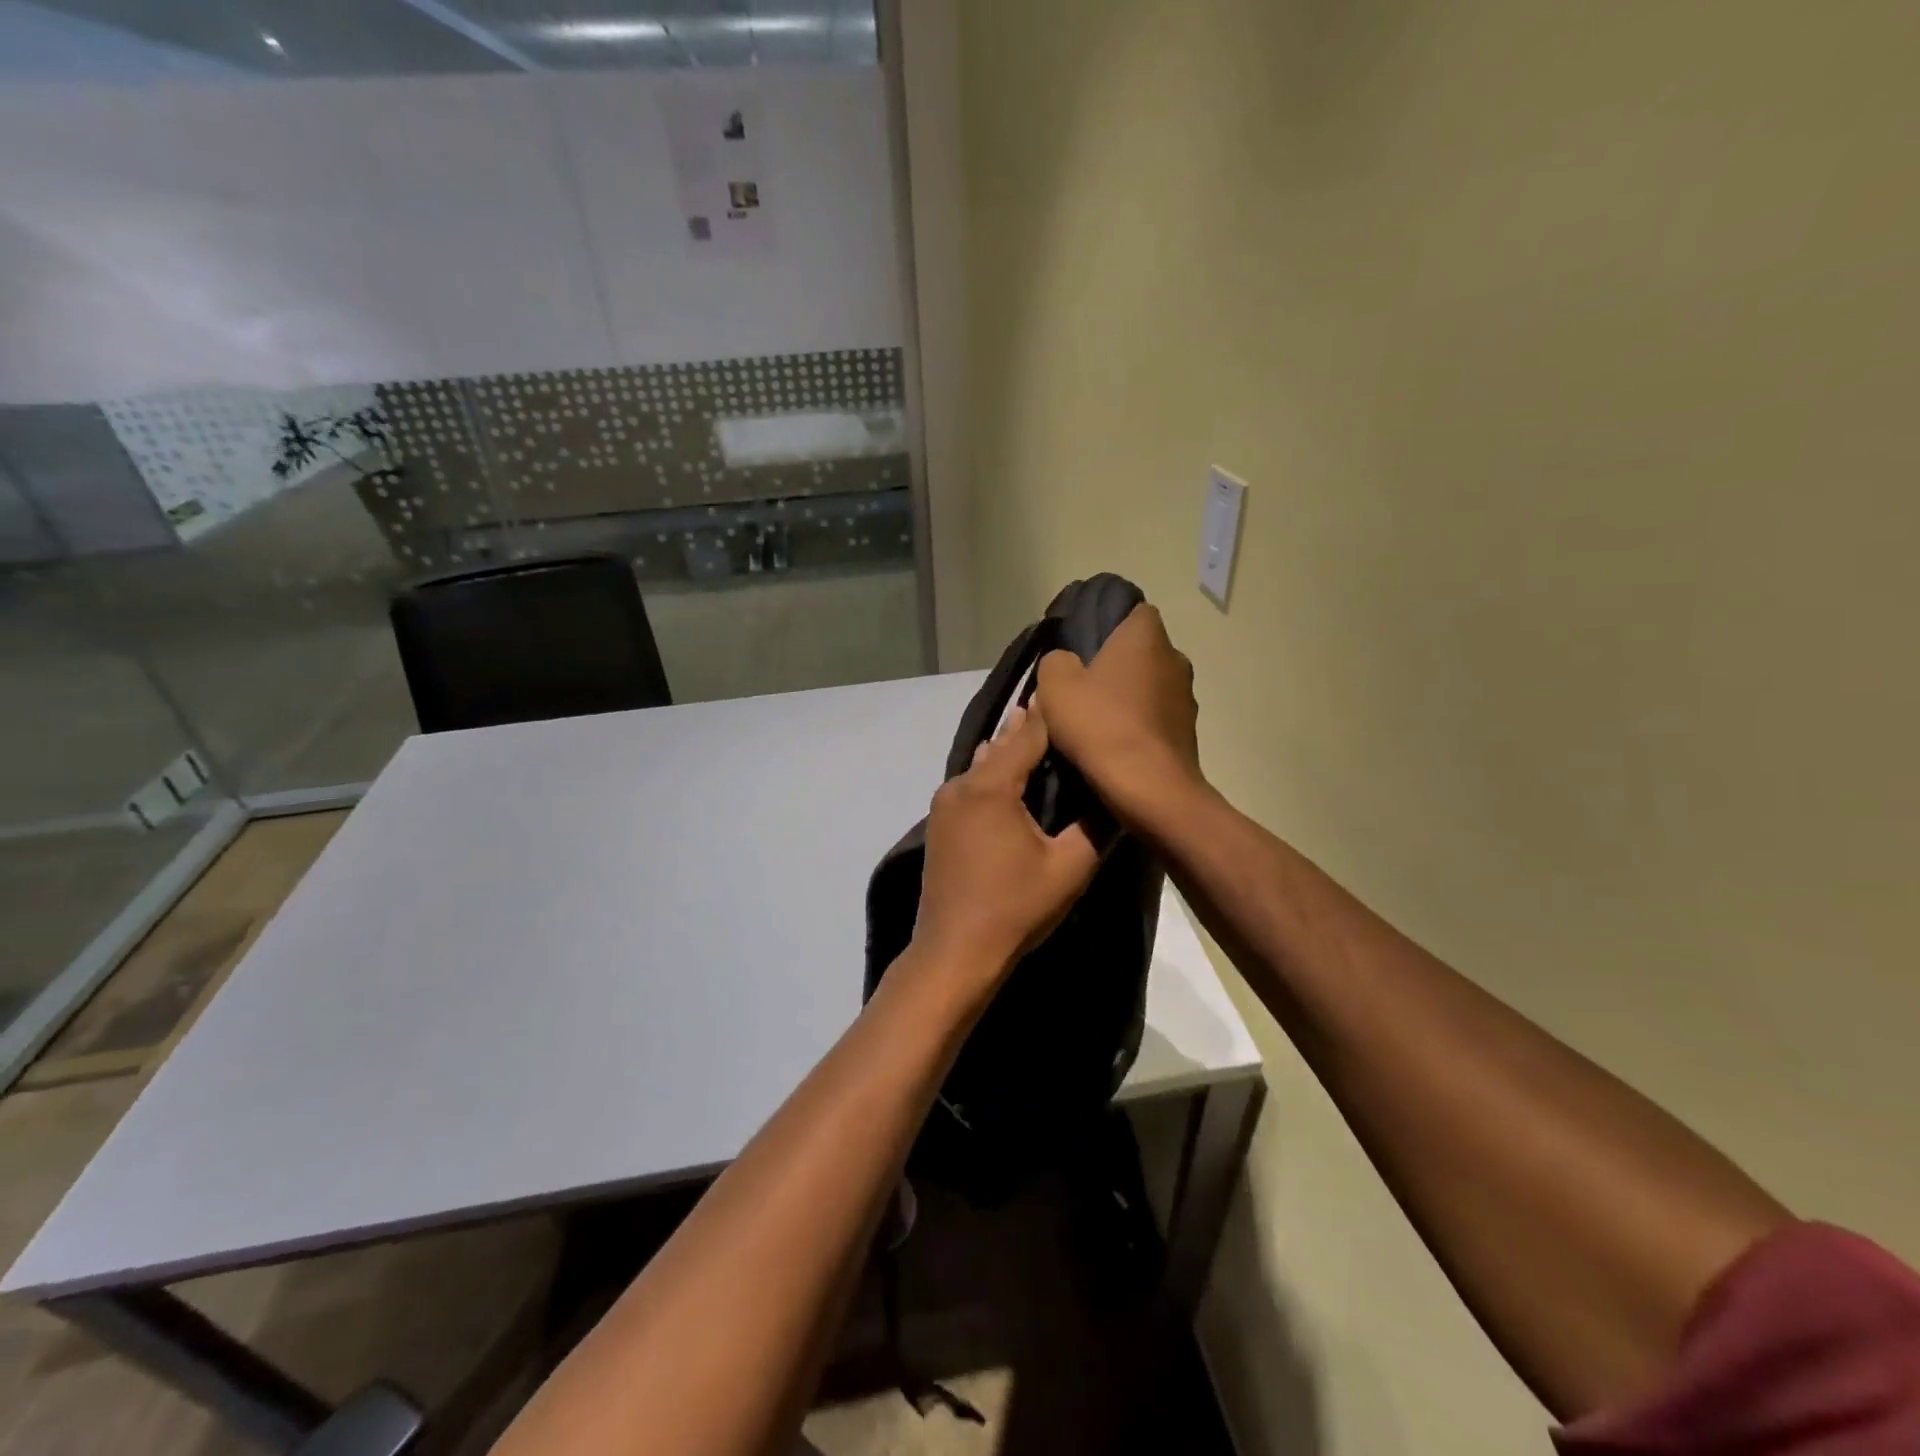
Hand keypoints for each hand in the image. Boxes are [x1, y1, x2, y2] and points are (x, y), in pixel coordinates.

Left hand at [912, 705, 1100, 992]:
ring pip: (983, 764)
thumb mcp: (1069, 868)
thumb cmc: (1014, 908)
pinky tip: (1008, 777)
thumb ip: (1095, 826)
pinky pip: (971, 785)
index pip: (1028, 735)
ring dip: (1008, 749)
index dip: (1052, 714)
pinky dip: (992, 773)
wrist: (954, 952)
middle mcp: (962, 785)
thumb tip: (1117, 795)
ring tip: (1034, 731)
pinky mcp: (940, 825)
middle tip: (1057, 705)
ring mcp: (944, 804)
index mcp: (991, 787)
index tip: (1073, 692)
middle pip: (1002, 744)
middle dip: (1029, 727)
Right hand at [1034, 604, 1205, 832]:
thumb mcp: (1054, 686)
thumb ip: (1056, 661)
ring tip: (1094, 722)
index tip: (1080, 646)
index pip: (1131, 611)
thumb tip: (1066, 662)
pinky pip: (1155, 719)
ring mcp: (1186, 698)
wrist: (1150, 789)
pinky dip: (1136, 727)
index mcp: (1147, 636)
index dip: (1106, 624)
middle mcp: (1175, 658)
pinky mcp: (1188, 733)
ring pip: (1148, 687)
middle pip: (1139, 652)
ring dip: (1126, 699)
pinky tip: (1113, 746)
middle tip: (1080, 688)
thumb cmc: (1101, 725)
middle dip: (1114, 666)